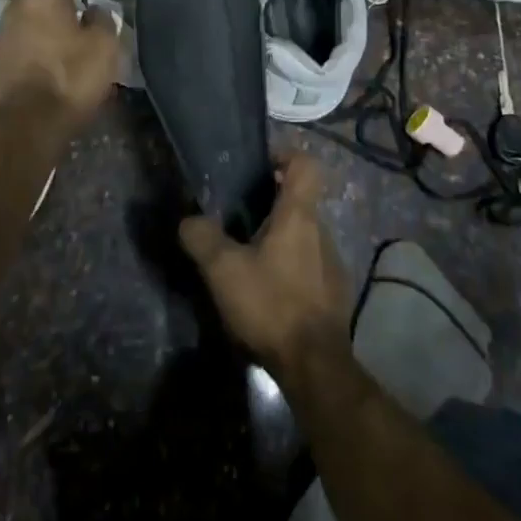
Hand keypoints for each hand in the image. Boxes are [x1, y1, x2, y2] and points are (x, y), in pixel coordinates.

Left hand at [0, 0, 121, 134]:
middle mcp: (17, 5)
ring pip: (27, 10)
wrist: (23, 127)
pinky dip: (34, 34)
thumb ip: (103, 20)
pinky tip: (47, 46)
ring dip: (44, 11)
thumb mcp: (103, 48)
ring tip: (64, 17)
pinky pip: (19, 35)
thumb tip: (95, 9)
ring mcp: (0, 32)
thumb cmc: (68, 80)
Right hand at [180, 155, 350, 377]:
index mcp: (298, 216)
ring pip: (302, 234)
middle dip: (269, 202)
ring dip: (277, 236)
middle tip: (236, 216)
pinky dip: (287, 265)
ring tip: (245, 256)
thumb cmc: (270, 304)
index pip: (305, 164)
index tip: (258, 166)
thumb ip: (201, 237)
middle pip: (299, 200)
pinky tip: (265, 290)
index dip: (283, 155)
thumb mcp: (222, 269)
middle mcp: (321, 232)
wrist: (315, 365)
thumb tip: (188, 220)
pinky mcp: (332, 292)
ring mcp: (331, 263)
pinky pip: (308, 263)